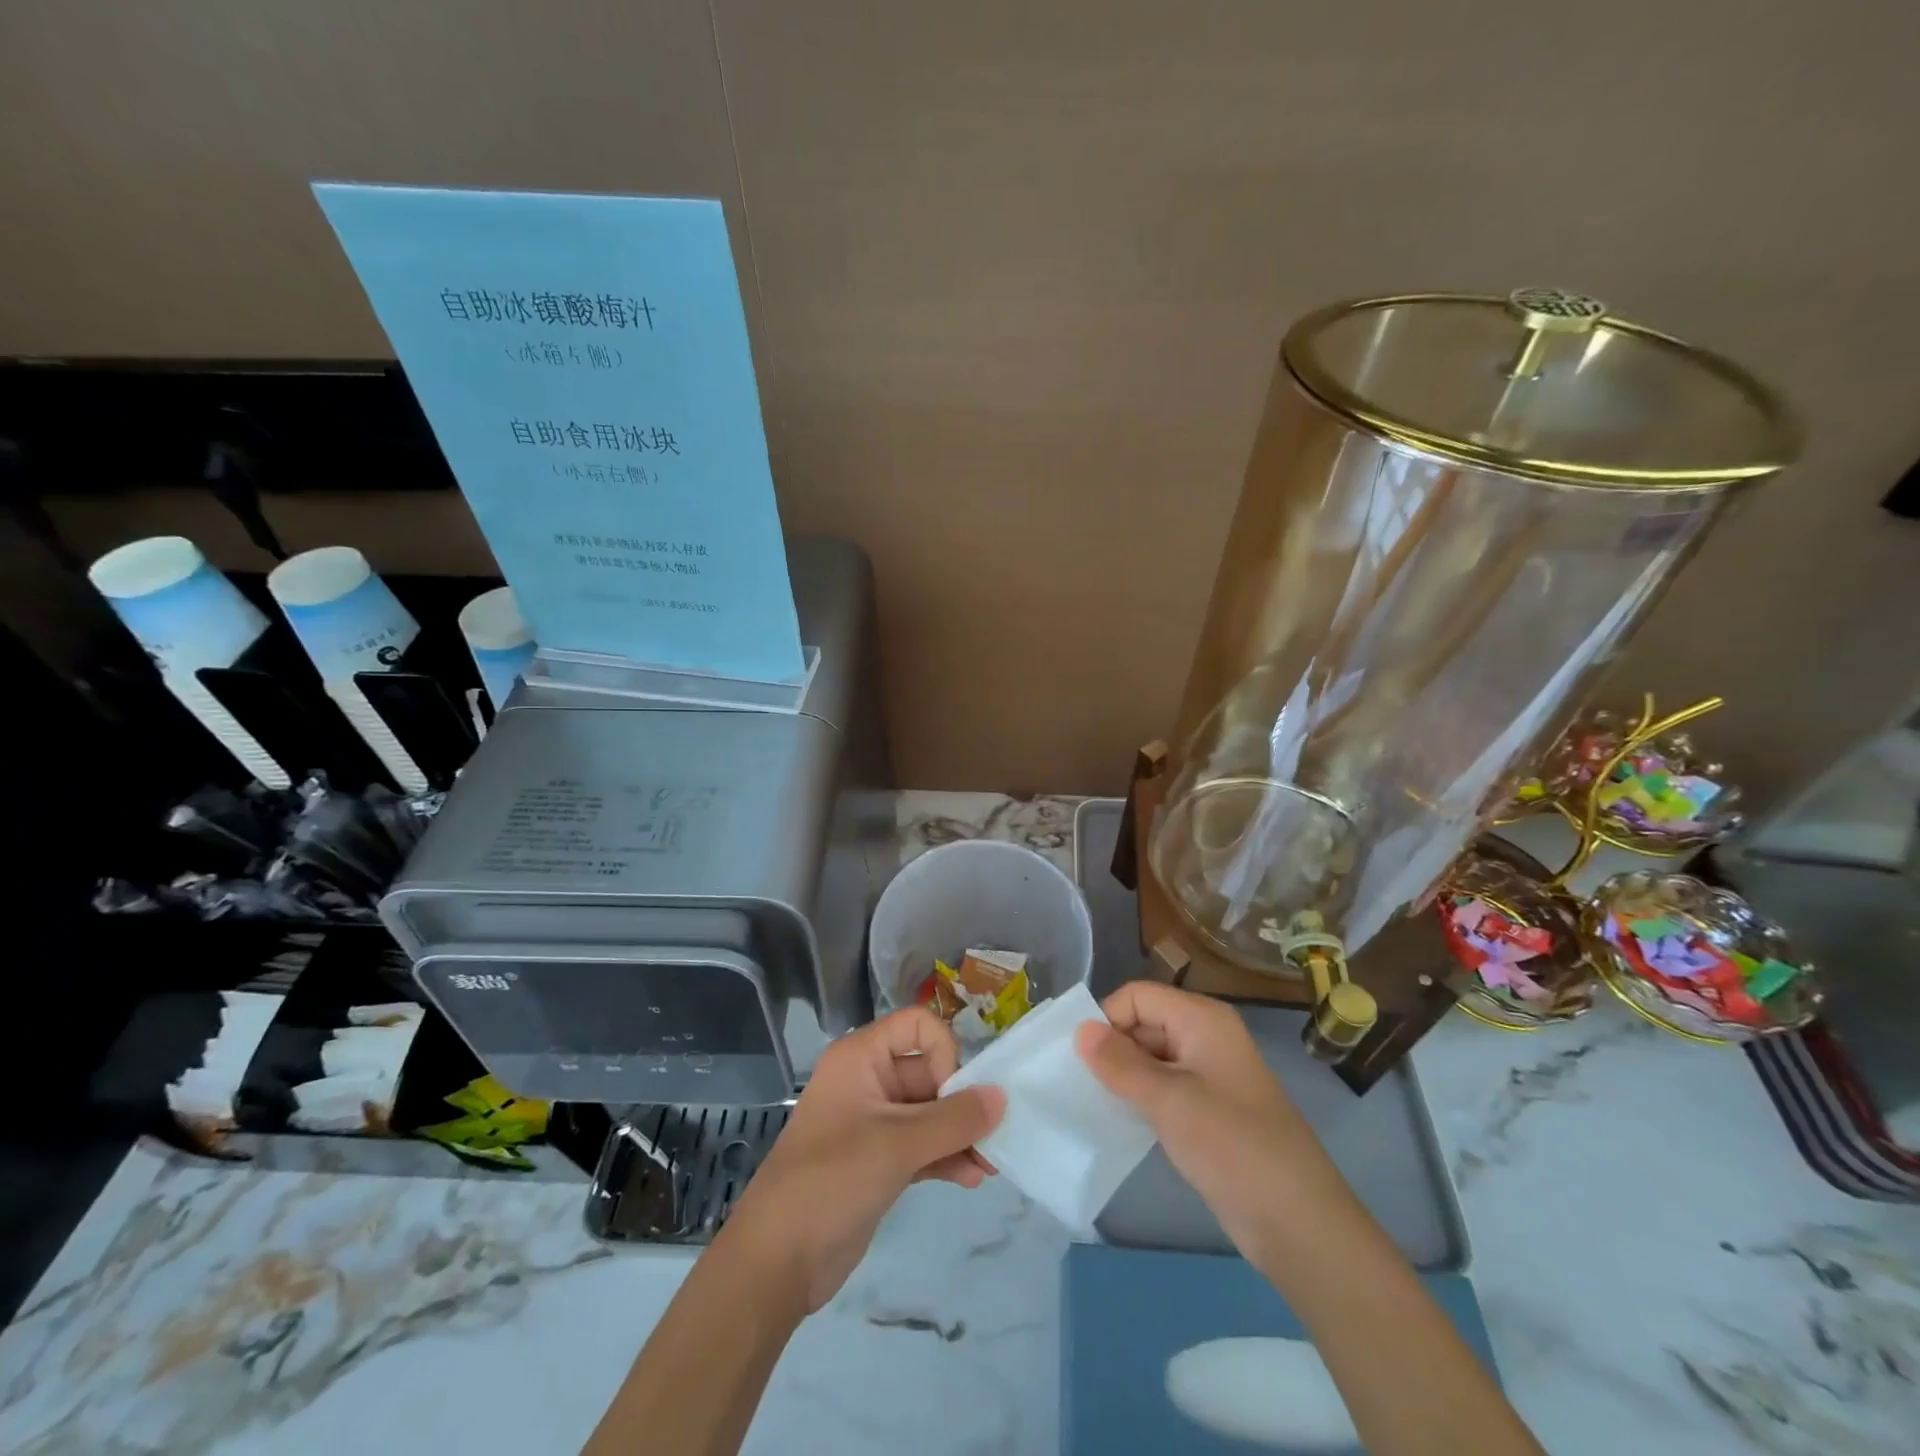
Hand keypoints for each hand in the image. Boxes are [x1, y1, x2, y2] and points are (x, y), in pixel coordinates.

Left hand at [723, 1007, 1004, 1313]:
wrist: (775, 1262)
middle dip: (962, 1102)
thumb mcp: (896, 1145)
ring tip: (990, 1164)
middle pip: (928, 1071)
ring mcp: (873, 1123)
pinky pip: (922, 1145)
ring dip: (960, 1134)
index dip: (943, 1052)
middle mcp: (868, 1081)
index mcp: (861, 1058)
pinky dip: (946, 1156)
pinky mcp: (878, 1161)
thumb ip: (954, 1120)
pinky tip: (972, 1178)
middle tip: (994, 1136)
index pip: (917, 1026)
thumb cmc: (832, 1181)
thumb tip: (1001, 1097)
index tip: (952, 1093)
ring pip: (929, 1113)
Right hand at [1075, 981, 1347, 1266]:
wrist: (1299, 1224)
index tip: (1078, 1059)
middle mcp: (1205, 1037)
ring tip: (1090, 1103)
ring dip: (1122, 1076)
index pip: (1138, 996)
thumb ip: (1120, 1064)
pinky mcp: (1209, 1110)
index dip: (1107, 1019)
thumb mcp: (1169, 1101)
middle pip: (1144, 1022)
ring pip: (1151, 1057)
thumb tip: (1080, 1031)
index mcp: (1202, 1019)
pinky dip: (1140, 1098)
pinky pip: (1163, 1088)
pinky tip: (1118, 1121)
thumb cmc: (1233, 1147)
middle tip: (1077, 1084)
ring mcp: (1209, 1075)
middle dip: (1111, 1048)